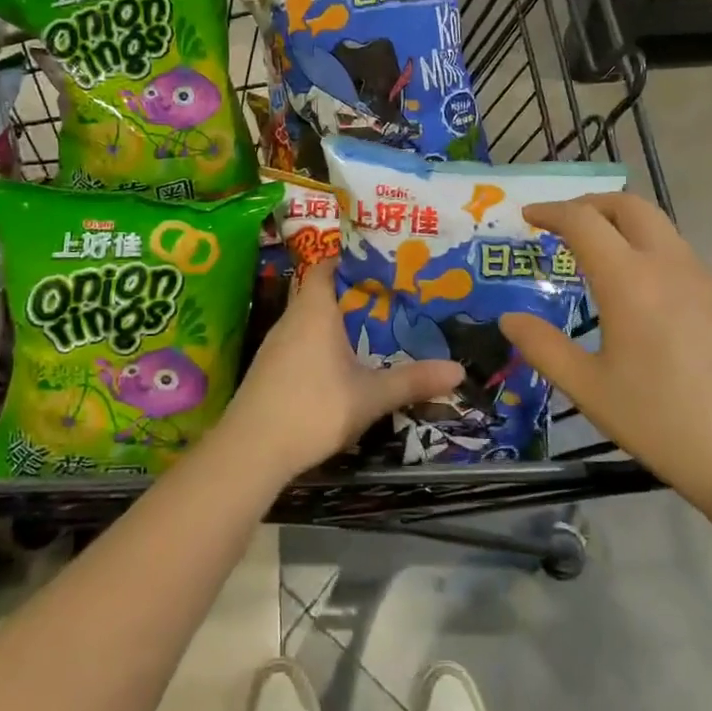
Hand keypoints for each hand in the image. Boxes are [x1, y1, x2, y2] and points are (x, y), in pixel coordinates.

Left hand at [220, 262, 463, 481]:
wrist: (251, 450)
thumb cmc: (313, 408)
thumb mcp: (370, 396)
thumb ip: (413, 380)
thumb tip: (460, 370)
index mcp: (314, 310)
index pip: (326, 265)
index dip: (350, 260)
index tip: (380, 265)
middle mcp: (292, 318)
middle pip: (320, 291)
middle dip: (353, 293)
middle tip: (390, 298)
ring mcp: (275, 345)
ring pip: (309, 319)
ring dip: (336, 321)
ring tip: (372, 328)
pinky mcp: (269, 369)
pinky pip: (300, 342)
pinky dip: (321, 343)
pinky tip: (341, 364)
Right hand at [497, 193, 711, 512]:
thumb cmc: (665, 424)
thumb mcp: (591, 390)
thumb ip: (544, 348)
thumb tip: (509, 319)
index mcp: (630, 280)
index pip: (584, 221)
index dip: (551, 211)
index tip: (528, 215)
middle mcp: (671, 266)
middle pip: (629, 206)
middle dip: (591, 204)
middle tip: (563, 223)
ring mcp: (707, 282)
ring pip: (661, 228)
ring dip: (623, 225)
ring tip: (598, 256)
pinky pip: (681, 257)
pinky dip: (650, 252)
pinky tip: (643, 296)